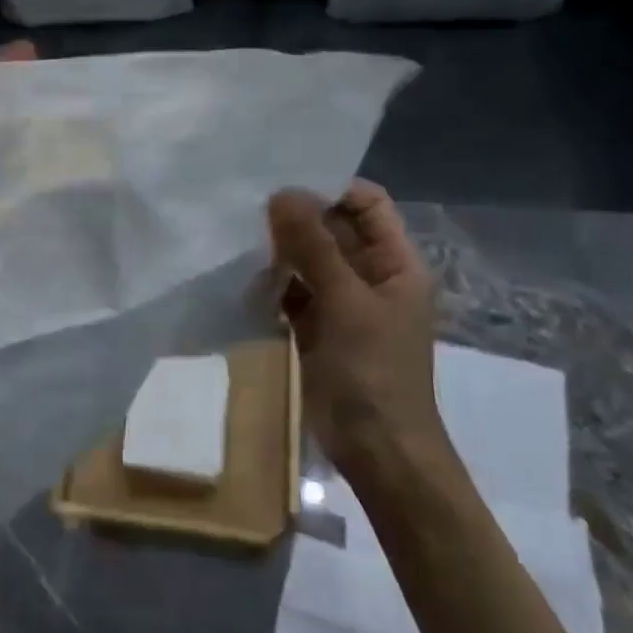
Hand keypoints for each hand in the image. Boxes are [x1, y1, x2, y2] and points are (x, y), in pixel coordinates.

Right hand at [267, 180, 448, 477]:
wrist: (377, 450)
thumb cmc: (374, 372)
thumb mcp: (347, 303)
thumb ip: (314, 247)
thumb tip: (281, 193)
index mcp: (395, 262)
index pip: (367, 203)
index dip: (330, 188)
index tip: (282, 182)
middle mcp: (369, 275)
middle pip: (333, 229)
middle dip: (295, 217)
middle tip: (246, 203)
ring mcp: (341, 303)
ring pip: (308, 260)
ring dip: (279, 250)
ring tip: (237, 234)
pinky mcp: (315, 328)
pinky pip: (292, 292)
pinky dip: (271, 283)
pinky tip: (242, 275)